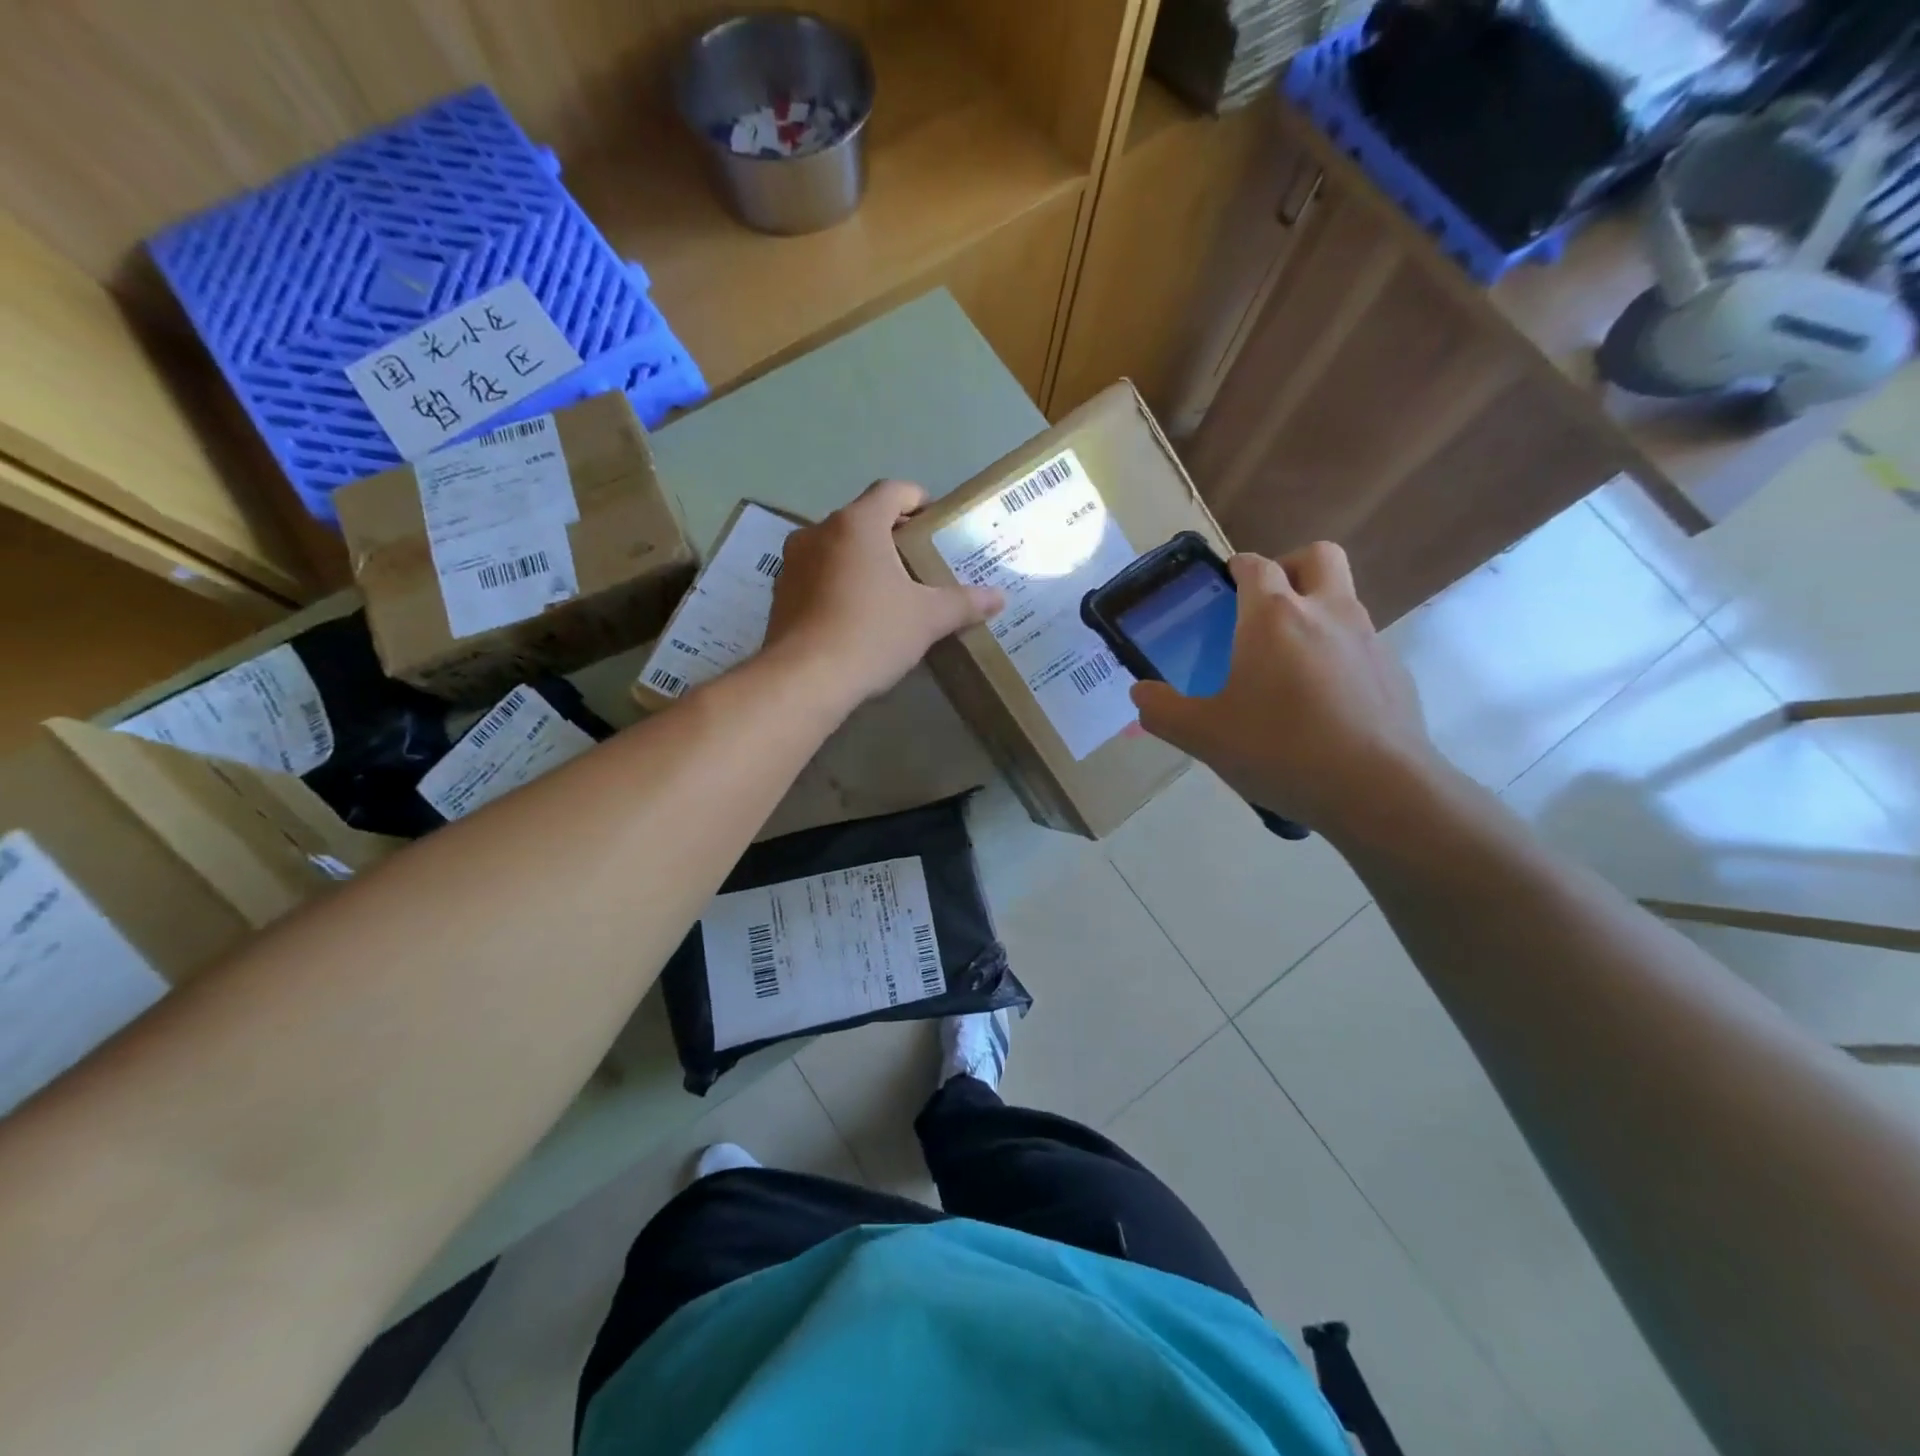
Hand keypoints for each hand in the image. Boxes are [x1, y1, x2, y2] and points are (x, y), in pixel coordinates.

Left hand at [764, 479, 1002, 703]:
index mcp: (857, 524)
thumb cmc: (872, 633)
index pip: (892, 491)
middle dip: (890, 535)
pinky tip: (854, 616)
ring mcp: (793, 563)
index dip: (918, 499)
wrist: (805, 679)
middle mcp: (818, 532)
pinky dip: (836, 585)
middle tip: (918, 562)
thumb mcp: (928, 619)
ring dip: (861, 561)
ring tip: (887, 591)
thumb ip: (964, 603)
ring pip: (835, 548)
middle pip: (862, 519)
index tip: (934, 522)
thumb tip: (999, 598)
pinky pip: (816, 577)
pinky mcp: (779, 594)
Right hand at [1129, 543, 1441, 837]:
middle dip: (1289, 567)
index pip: (1255, 565)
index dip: (1238, 568)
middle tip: (1266, 605)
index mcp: (1273, 616)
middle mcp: (1325, 612)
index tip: (1225, 585)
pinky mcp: (1394, 671)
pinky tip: (1324, 701)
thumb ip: (1163, 711)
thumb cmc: (1279, 749)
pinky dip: (1340, 653)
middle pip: (1316, 557)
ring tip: (1290, 661)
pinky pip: (1362, 643)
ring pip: (1343, 598)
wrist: (1376, 788)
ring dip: (1317, 609)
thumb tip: (1140, 694)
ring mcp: (1367, 639)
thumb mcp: (1203, 736)